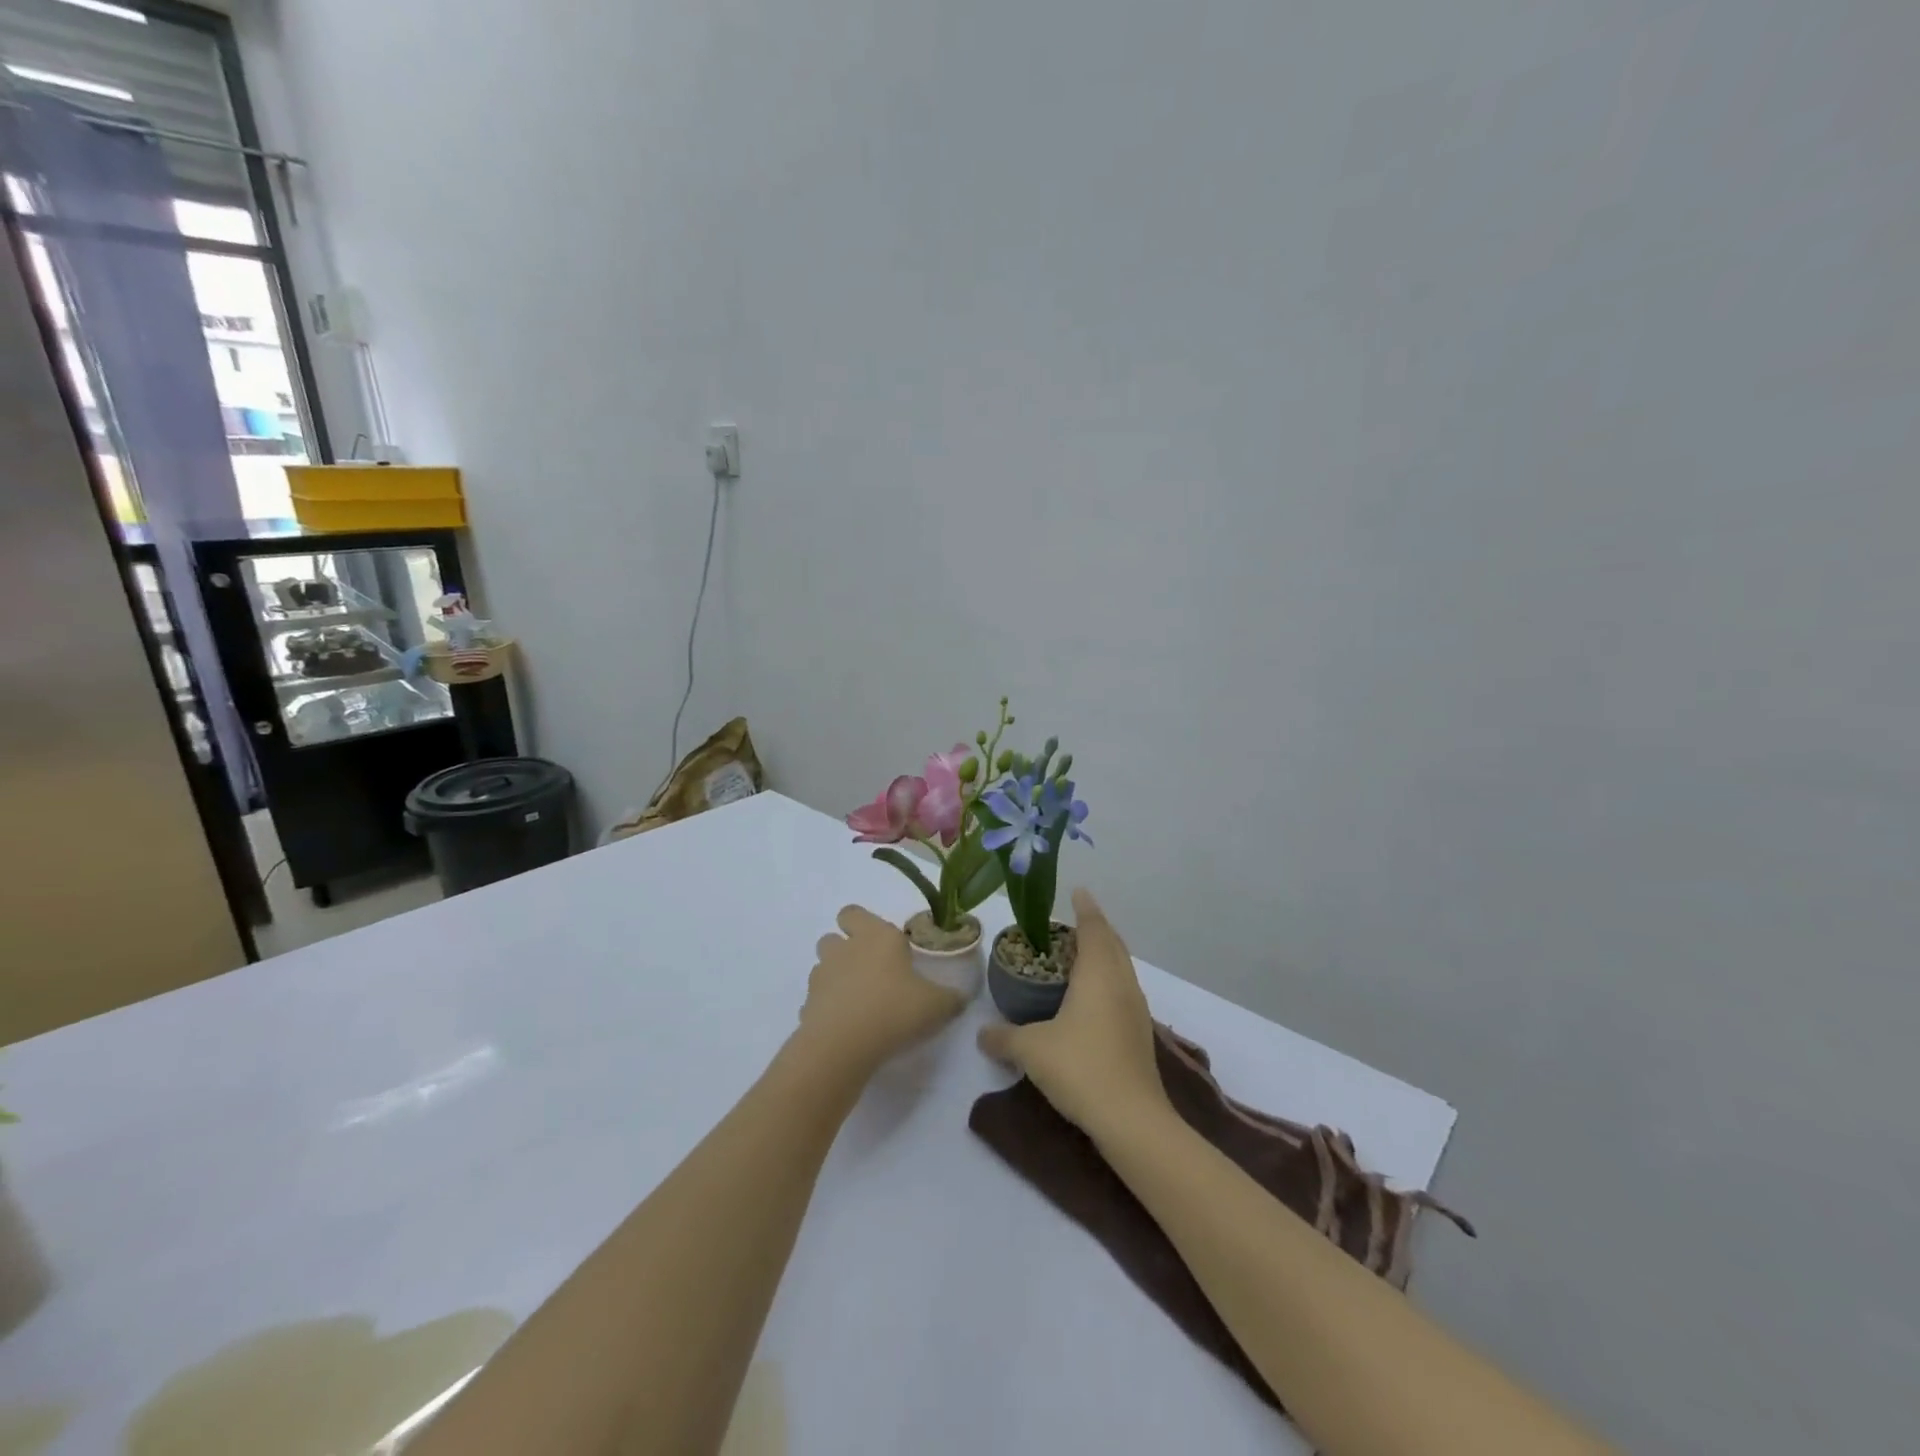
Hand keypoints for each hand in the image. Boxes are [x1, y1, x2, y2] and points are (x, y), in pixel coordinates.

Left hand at [799, 906, 965, 1073]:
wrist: (844, 1045)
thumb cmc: (895, 1010)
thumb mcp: (936, 1006)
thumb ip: (951, 998)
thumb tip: (960, 997)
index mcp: (877, 937)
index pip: (854, 913)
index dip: (861, 923)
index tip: (881, 943)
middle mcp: (845, 949)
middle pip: (832, 936)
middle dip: (845, 947)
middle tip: (869, 970)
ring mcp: (822, 976)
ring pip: (823, 966)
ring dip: (835, 977)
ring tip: (858, 1001)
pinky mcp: (807, 1005)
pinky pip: (817, 1001)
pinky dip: (827, 1009)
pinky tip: (846, 1028)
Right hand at [977, 888, 1168, 1137]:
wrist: (1132, 1120)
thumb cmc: (1081, 1068)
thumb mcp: (1031, 1050)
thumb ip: (1004, 1037)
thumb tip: (982, 1034)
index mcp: (1098, 974)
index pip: (1094, 928)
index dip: (1086, 908)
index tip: (1078, 891)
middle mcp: (1121, 983)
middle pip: (1112, 943)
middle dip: (1095, 928)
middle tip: (1071, 924)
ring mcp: (1135, 1009)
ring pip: (1121, 967)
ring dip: (1104, 954)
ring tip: (1079, 957)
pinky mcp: (1139, 1033)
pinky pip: (1123, 990)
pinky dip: (1108, 980)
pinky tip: (1091, 999)